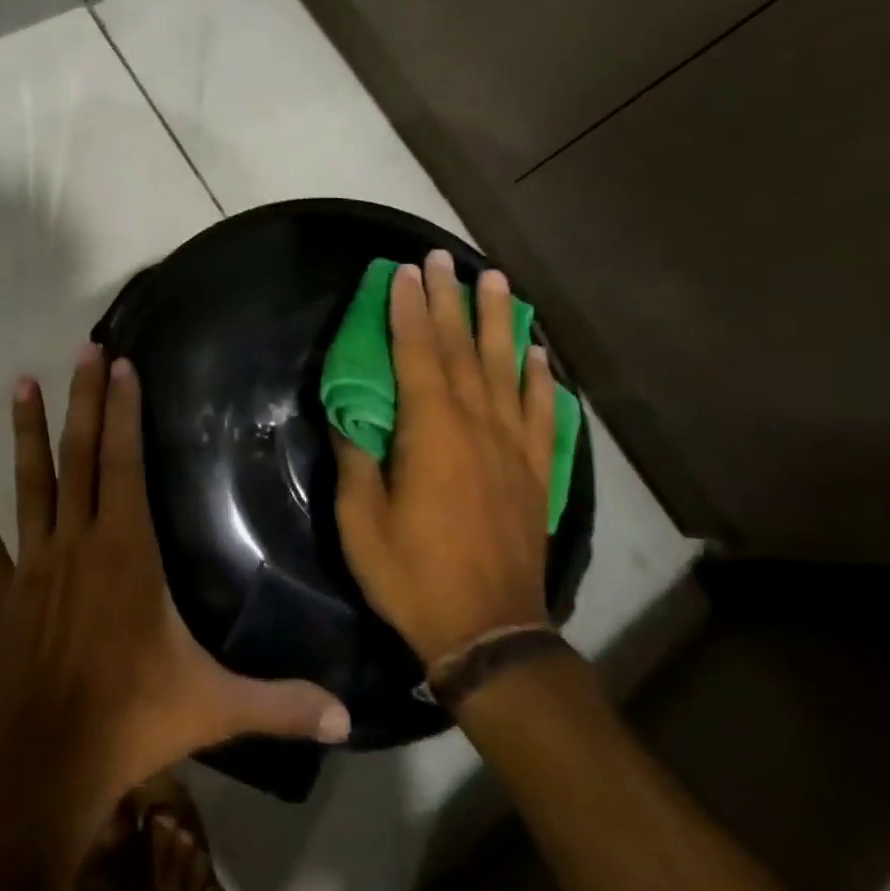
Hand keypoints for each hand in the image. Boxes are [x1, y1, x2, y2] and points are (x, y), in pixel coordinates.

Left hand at [0, 344, 350, 812]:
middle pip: (80, 456)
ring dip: (25, 434)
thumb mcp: (217, 707)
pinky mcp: (1, 597)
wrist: (46, 767)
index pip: (125, 463)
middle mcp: (78, 543)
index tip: (120, 364)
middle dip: (84, 401)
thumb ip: (282, 703)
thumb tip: (349, 717)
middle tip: (82, 350)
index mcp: (126, 552)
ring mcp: (34, 567)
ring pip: (30, 486)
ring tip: (20, 385)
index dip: (124, 411)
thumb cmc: (134, 719)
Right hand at [334, 251, 555, 667]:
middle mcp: (477, 426)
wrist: (490, 632)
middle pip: (462, 349)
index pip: (417, 354)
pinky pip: (542, 412)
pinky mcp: (535, 471)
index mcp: (431, 432)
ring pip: (506, 369)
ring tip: (496, 282)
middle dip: (450, 300)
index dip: (409, 310)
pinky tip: (539, 354)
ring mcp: (513, 447)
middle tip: (444, 258)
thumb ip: (355, 460)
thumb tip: (346, 415)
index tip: (404, 272)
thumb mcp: (361, 522)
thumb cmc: (413, 575)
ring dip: (499, 322)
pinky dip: (541, 378)